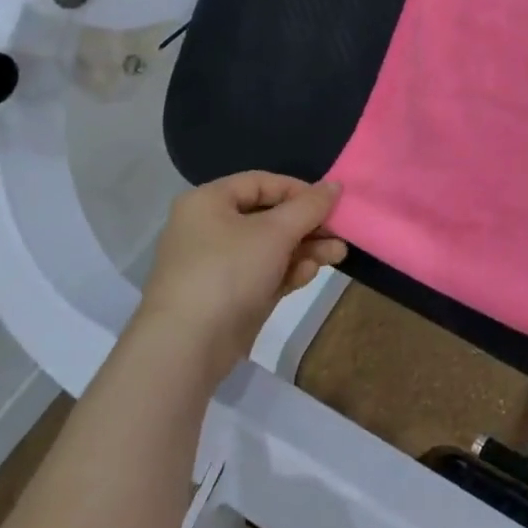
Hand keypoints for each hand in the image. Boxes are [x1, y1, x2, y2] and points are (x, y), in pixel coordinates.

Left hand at [133, 172, 346, 383]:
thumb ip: (309, 206)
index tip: (329, 204)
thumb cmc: (229, 271)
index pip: (260, 183)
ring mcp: (219, 264)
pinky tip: (309, 274)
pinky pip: (265, 273)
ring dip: (306, 249)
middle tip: (340, 232)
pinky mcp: (230, 294)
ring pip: (271, 247)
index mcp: (208, 202)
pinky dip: (288, 271)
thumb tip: (335, 185)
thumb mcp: (275, 232)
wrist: (187, 345)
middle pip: (270, 217)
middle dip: (309, 225)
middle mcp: (209, 228)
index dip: (298, 190)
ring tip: (338, 255)